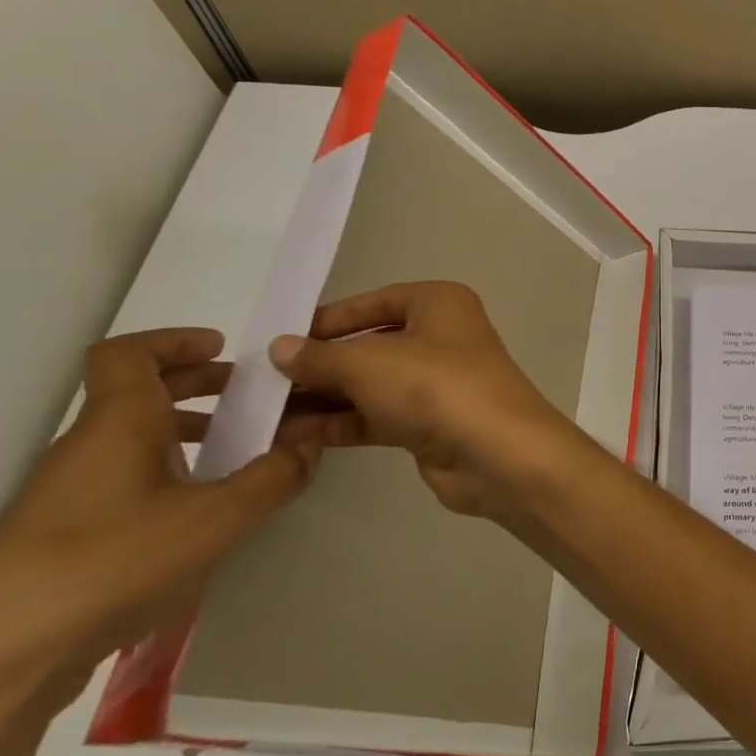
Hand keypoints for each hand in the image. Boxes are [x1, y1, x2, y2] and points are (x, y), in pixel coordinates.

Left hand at [0, 328, 317, 725]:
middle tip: (250, 396)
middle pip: (136, 394)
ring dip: (186, 434)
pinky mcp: (61, 539)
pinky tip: (199, 514)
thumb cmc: (112, 563)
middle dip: (197, 386)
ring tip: (238, 455)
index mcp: (118, 424)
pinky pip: (122, 482)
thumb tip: (307, 446)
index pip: (128, 354)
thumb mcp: (219, 518)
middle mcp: (87, 449)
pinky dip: (166, 475)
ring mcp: (67, 496)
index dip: (174, 341)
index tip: (224, 349)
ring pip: (131, 441)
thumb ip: (274, 477)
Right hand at [271, 281, 601, 522]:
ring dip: (322, 398)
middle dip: (319, 364)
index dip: (328, 320)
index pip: (374, 303)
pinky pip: (377, 417)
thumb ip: (320, 357)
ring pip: (371, 385)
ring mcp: (438, 383)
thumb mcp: (368, 363)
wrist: (495, 452)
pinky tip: (291, 435)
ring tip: (262, 412)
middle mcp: (442, 337)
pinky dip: (340, 423)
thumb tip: (281, 349)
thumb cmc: (435, 386)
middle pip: (370, 346)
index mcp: (439, 304)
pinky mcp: (431, 424)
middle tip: (260, 382)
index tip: (279, 338)